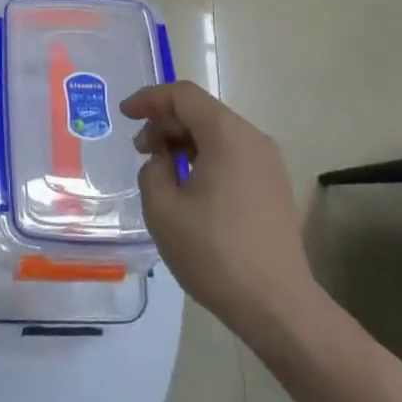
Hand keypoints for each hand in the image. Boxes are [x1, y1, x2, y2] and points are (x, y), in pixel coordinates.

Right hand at [124, 82, 322, 339]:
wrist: (277, 306)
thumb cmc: (214, 252)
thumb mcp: (162, 208)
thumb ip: (153, 169)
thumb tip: (164, 161)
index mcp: (226, 135)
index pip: (183, 95)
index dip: (149, 99)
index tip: (124, 114)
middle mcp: (253, 139)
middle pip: (202, 111)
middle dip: (165, 123)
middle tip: (140, 151)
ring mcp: (269, 164)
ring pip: (217, 134)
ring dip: (184, 142)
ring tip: (162, 172)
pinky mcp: (274, 187)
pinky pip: (232, 155)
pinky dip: (205, 158)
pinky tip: (189, 189)